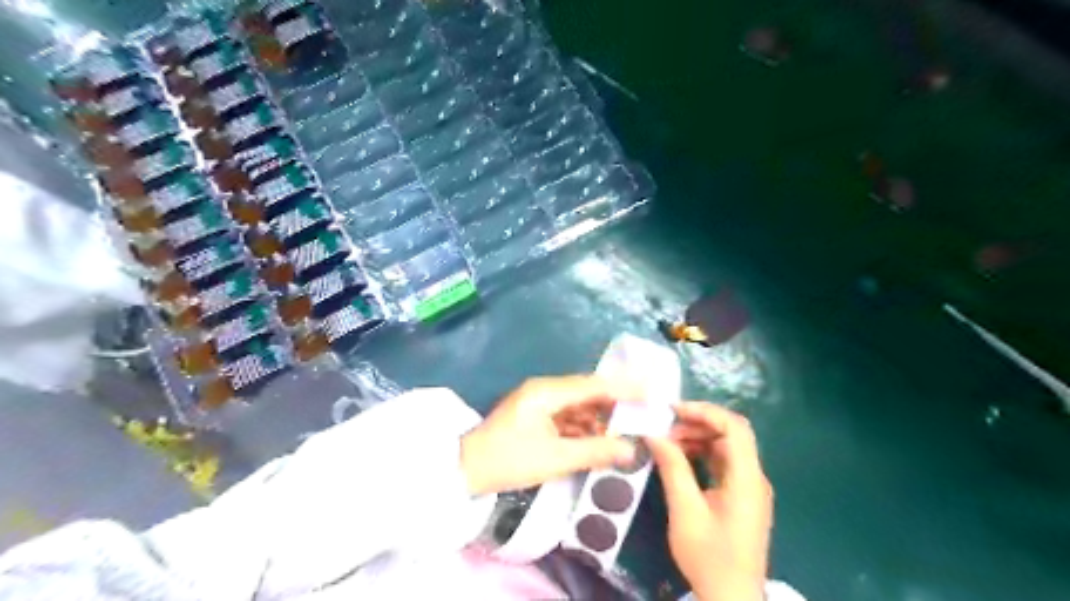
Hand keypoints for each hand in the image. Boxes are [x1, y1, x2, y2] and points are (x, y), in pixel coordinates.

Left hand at [459, 376, 633, 496]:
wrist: (465, 470)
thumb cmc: (509, 461)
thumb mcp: (555, 458)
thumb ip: (596, 451)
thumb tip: (631, 449)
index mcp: (547, 392)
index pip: (593, 385)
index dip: (624, 388)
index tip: (651, 390)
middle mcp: (544, 390)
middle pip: (587, 392)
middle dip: (614, 403)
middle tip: (643, 412)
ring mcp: (538, 403)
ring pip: (578, 406)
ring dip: (599, 419)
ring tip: (626, 431)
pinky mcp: (535, 416)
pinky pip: (567, 417)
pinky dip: (583, 428)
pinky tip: (599, 441)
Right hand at [643, 401, 769, 600]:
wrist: (732, 598)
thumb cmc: (709, 556)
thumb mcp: (686, 511)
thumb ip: (673, 468)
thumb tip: (654, 434)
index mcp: (747, 479)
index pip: (735, 427)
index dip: (705, 412)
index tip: (673, 411)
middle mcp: (754, 477)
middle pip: (731, 434)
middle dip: (696, 424)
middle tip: (664, 427)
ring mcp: (749, 487)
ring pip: (726, 447)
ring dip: (697, 438)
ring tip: (666, 441)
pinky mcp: (741, 497)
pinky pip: (723, 463)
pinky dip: (701, 454)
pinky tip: (679, 458)